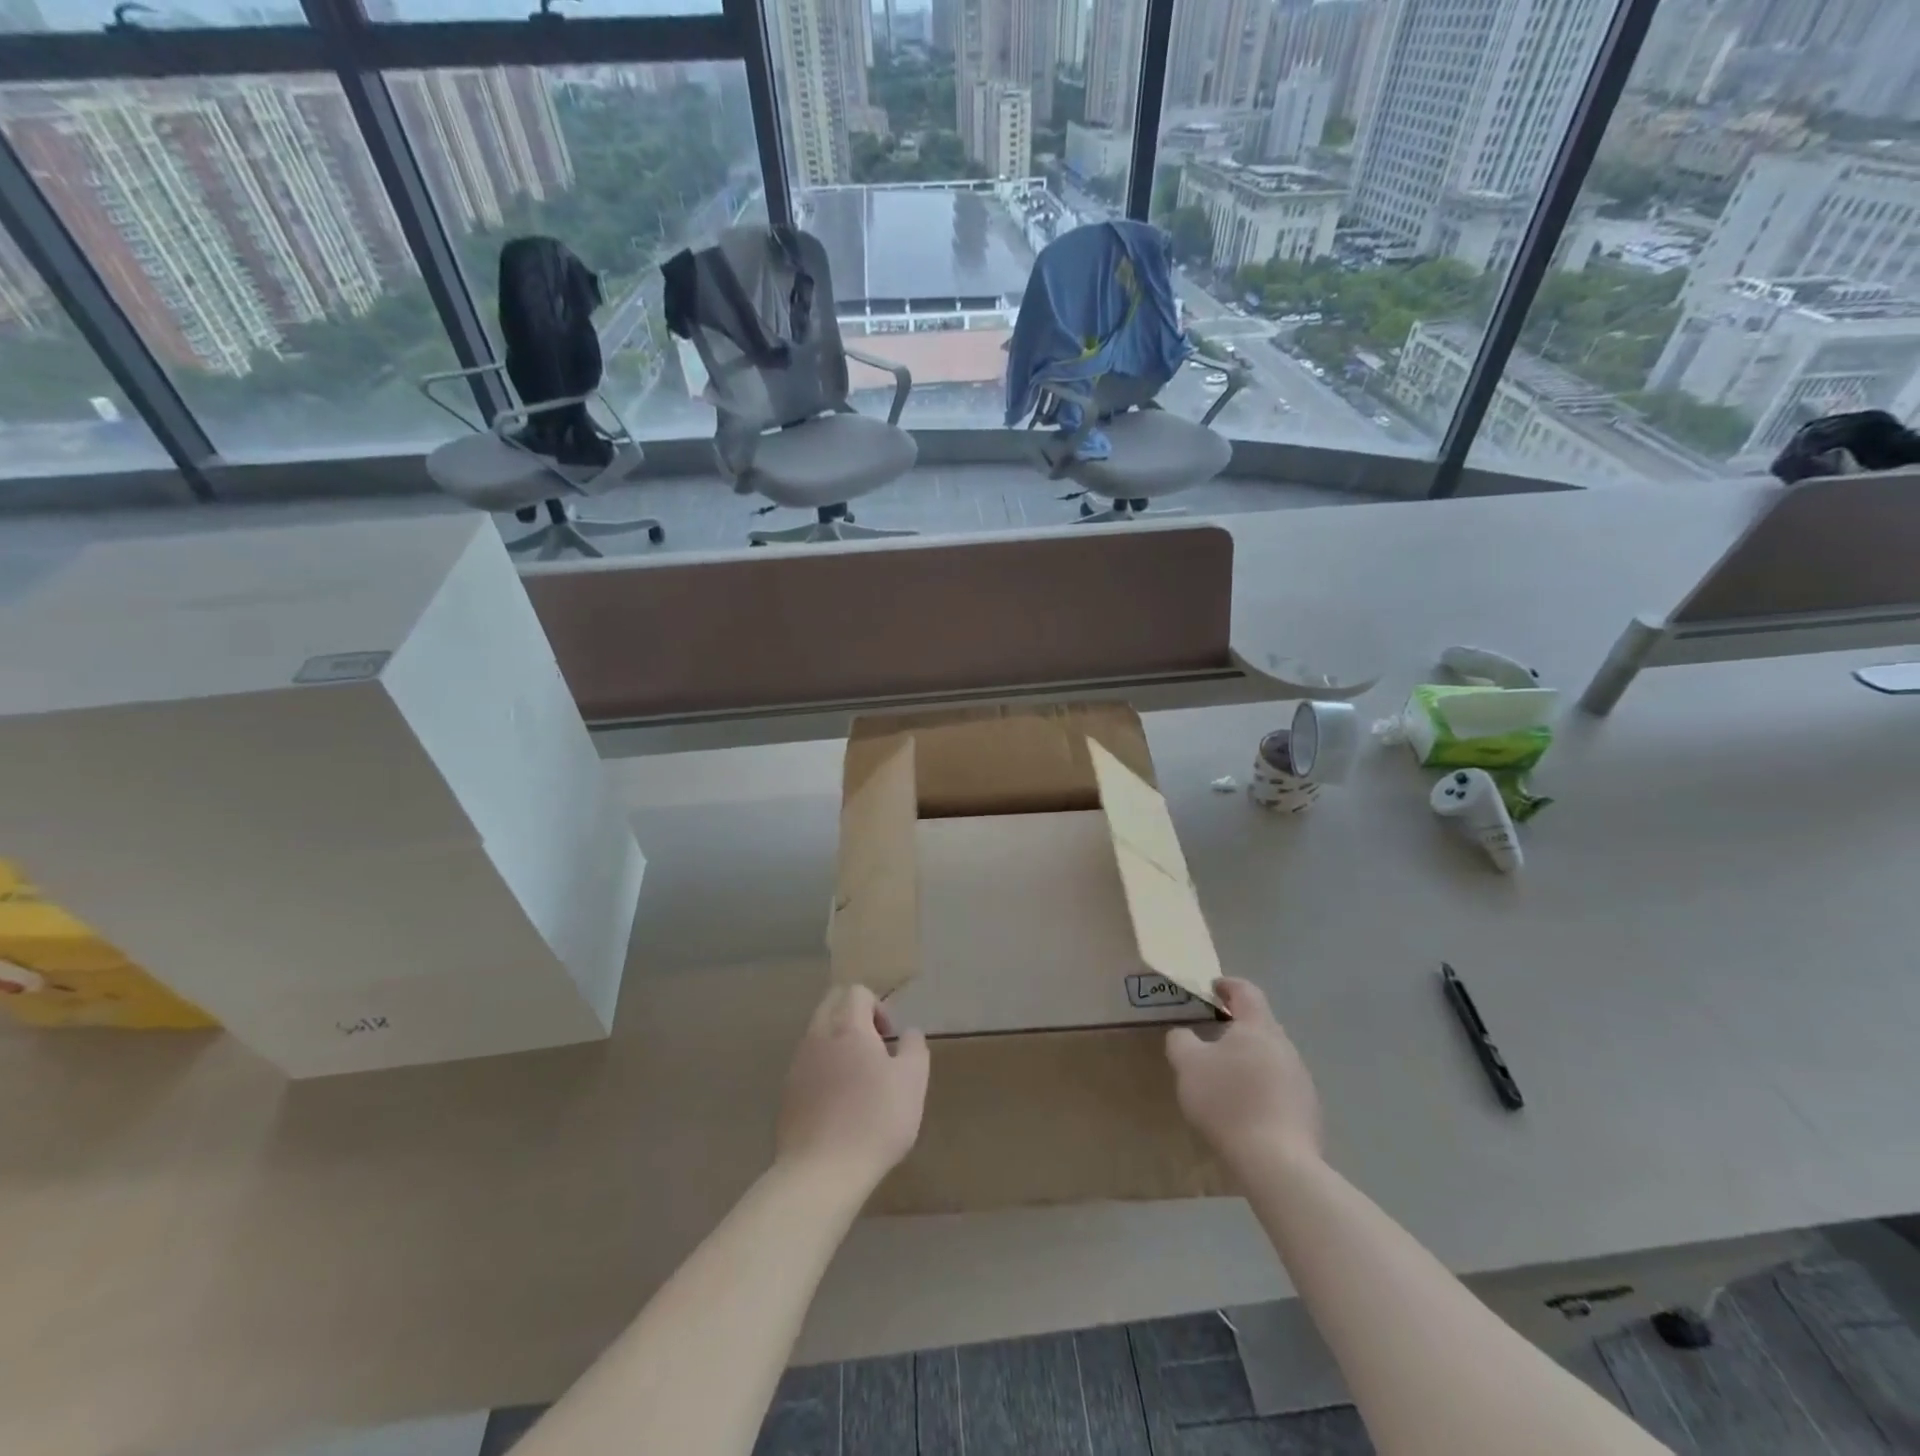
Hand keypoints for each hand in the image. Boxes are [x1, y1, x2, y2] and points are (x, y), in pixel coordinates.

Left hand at [777, 984, 929, 1189]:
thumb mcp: (912, 1082)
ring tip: (858, 1078)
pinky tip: (838, 1103)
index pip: (857, 992)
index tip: (890, 1037)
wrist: (821, 1172)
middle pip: (831, 1004)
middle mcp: (817, 1036)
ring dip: (837, 1043)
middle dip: (854, 1016)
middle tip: (875, 1048)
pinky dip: (823, 1070)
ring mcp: (797, 1064)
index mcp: (847, 1026)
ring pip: (817, 1034)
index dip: (878, 1006)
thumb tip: (910, 1032)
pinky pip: (807, 1065)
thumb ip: (914, 1048)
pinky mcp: (786, 1093)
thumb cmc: (875, 1120)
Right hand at [1166, 978, 1321, 1173]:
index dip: (1227, 985)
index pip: (1246, 991)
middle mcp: (1285, 1046)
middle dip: (1237, 1025)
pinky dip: (1261, 1087)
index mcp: (1258, 1027)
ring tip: (1225, 1076)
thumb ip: (1181, 1041)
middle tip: (1212, 1034)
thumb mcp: (1188, 1065)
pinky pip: (1280, 1087)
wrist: (1277, 1163)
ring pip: (1271, 1056)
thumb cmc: (1228, 1101)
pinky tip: (1245, 1109)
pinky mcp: (1307, 1111)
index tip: (1211, 988)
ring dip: (1250, 1058)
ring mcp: (1301, 1080)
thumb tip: (1184, 1034)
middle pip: (1260, 1024)